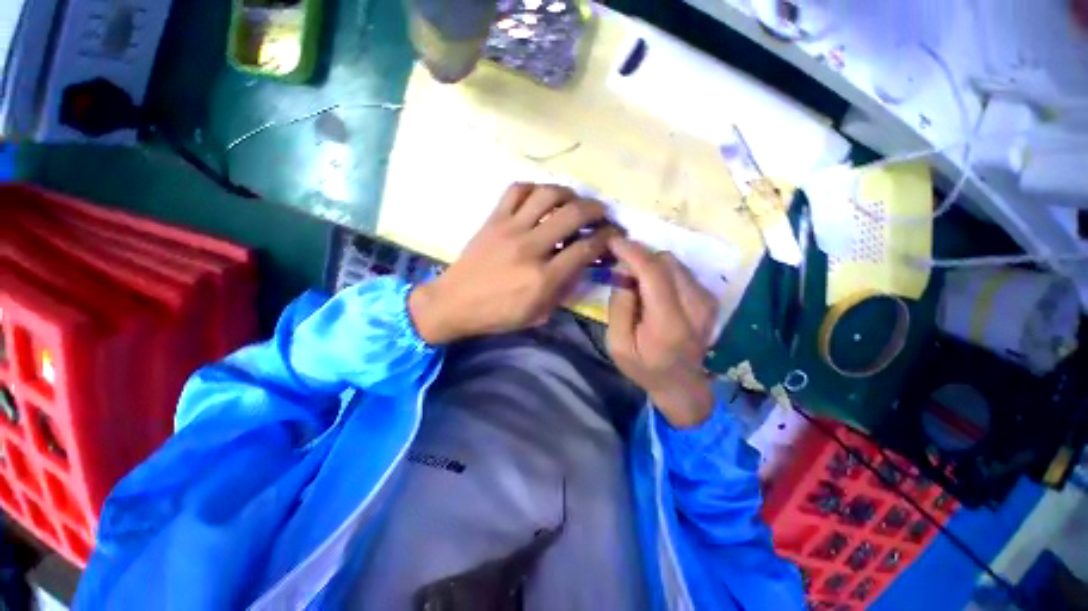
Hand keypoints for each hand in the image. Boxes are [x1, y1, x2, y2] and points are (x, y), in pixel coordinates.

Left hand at [409, 183, 618, 343]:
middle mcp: (530, 247)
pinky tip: (541, 198)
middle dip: (596, 210)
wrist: (454, 303)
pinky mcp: (493, 219)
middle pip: (573, 214)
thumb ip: (564, 289)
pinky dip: (535, 188)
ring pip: (547, 195)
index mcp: (543, 278)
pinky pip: (517, 190)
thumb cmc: (498, 314)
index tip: (614, 234)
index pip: (585, 248)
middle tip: (602, 214)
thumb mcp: (538, 313)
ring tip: (574, 201)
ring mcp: (510, 229)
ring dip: (569, 193)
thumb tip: (582, 263)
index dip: (607, 238)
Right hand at [606, 238, 719, 428]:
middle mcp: (695, 306)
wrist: (682, 385)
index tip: (613, 240)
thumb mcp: (617, 344)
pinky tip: (653, 289)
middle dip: (639, 258)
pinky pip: (682, 271)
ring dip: (651, 264)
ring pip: (674, 263)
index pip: (653, 273)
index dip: (632, 252)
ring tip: (636, 282)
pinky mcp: (709, 299)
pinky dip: (663, 272)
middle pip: (665, 261)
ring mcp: (706, 301)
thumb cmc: (644, 367)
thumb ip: (620, 305)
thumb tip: (625, 272)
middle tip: (622, 270)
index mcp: (668, 323)